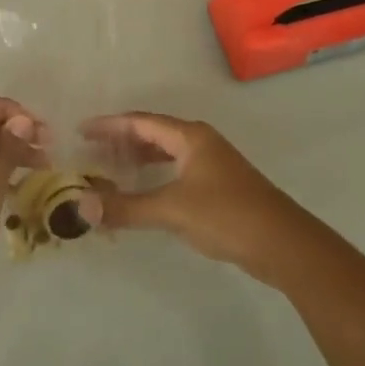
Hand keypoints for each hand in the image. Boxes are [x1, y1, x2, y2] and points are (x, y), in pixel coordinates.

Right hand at [85, 112, 308, 280]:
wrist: (283, 243)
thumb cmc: (226, 215)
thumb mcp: (172, 210)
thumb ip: (126, 207)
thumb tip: (81, 206)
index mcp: (189, 136)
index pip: (140, 122)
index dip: (109, 125)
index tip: (81, 131)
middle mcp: (200, 142)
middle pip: (153, 132)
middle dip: (122, 141)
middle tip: (92, 152)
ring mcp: (212, 163)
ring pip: (166, 152)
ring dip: (139, 158)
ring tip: (111, 169)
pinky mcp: (219, 185)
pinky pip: (176, 169)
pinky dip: (155, 174)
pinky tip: (145, 191)